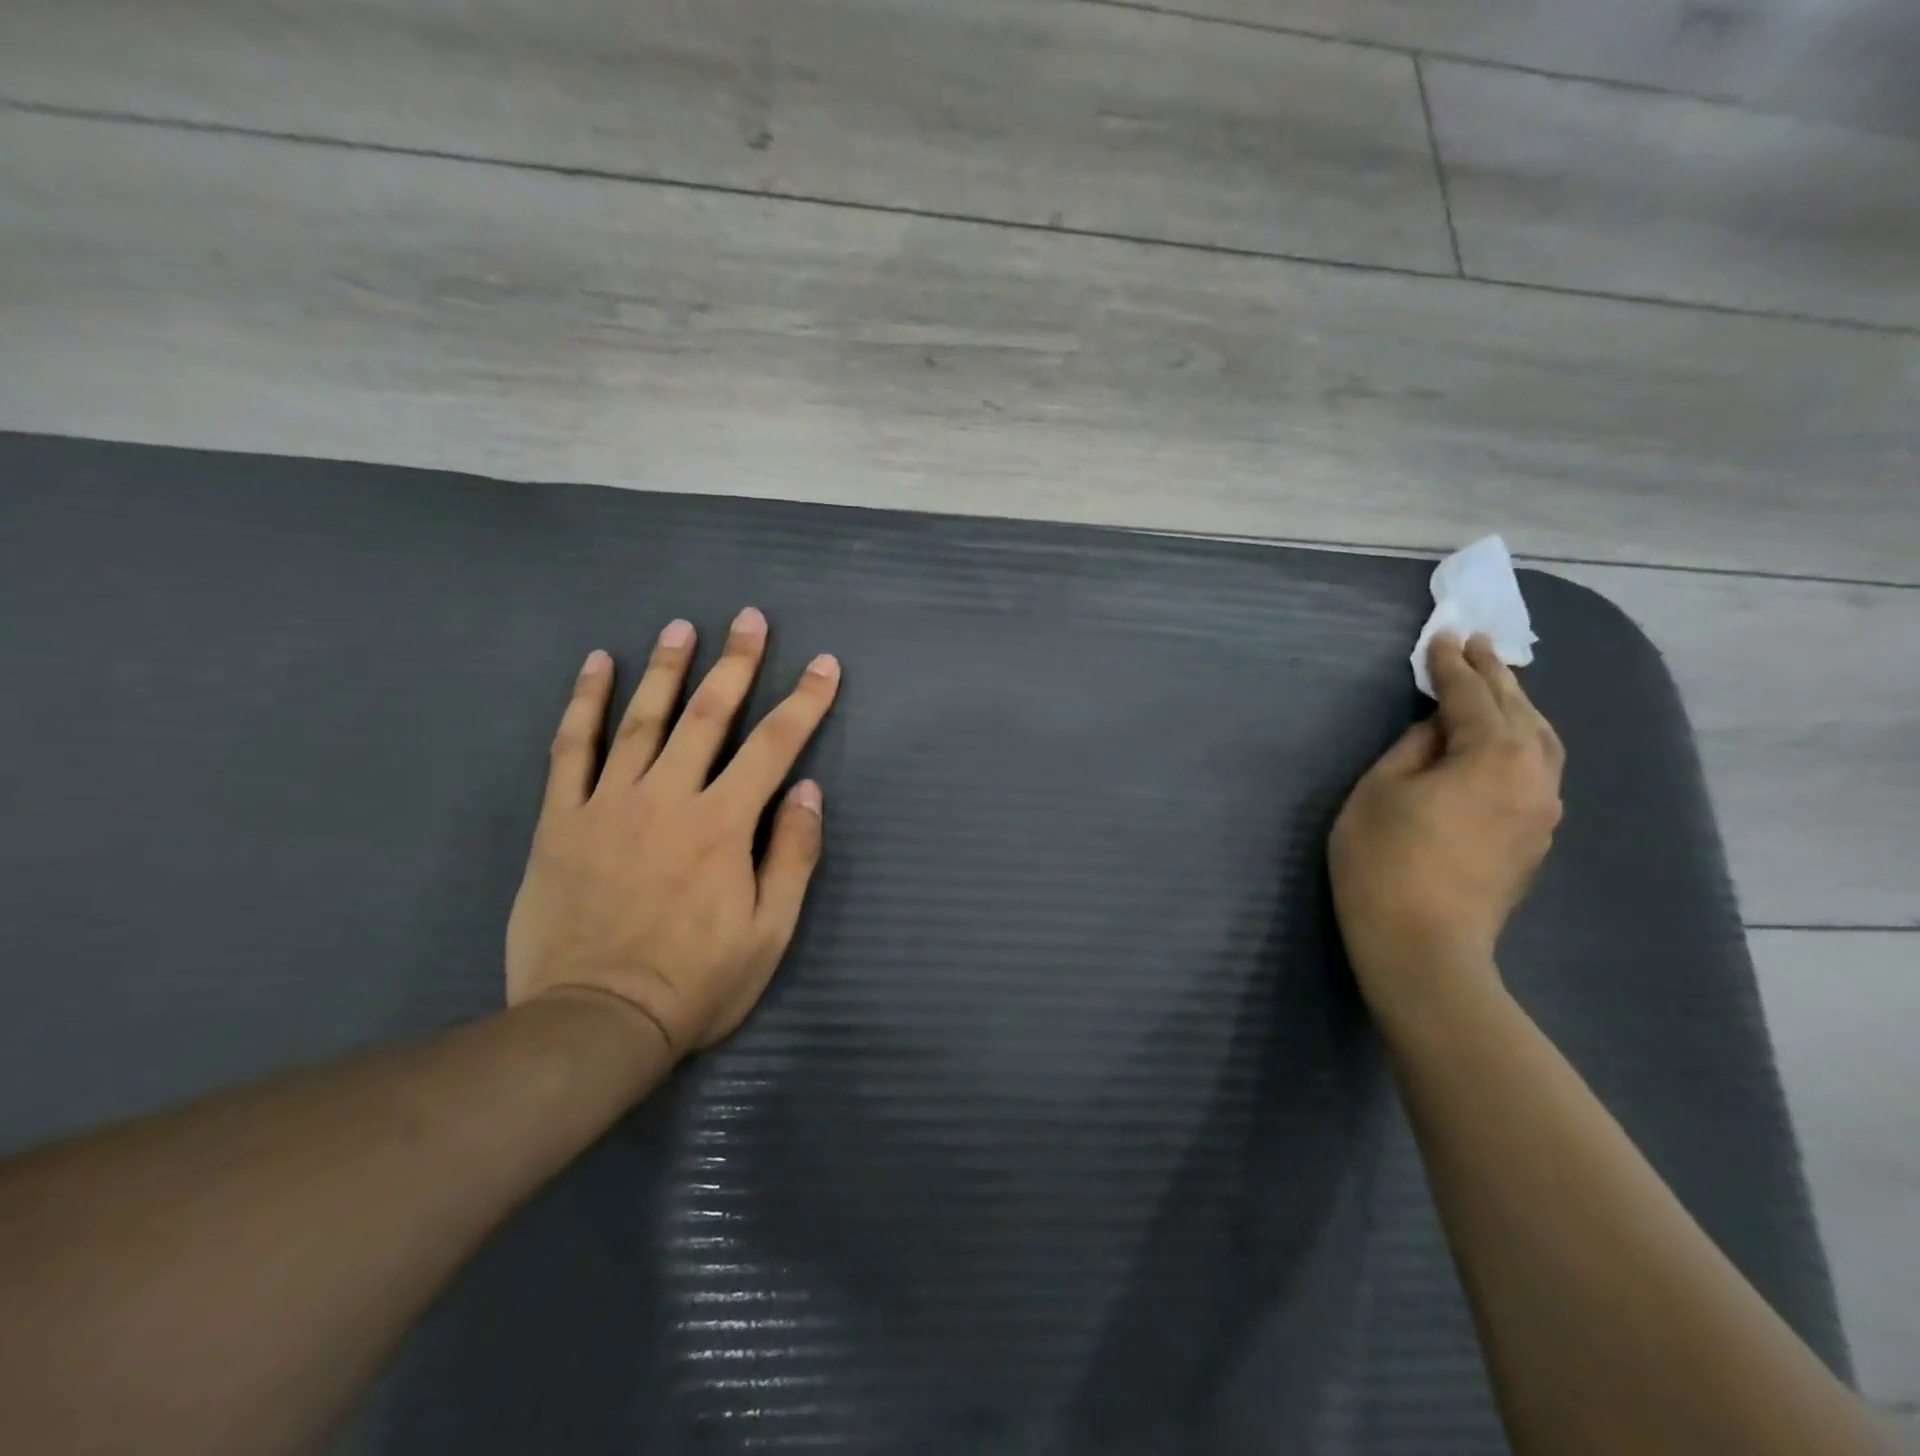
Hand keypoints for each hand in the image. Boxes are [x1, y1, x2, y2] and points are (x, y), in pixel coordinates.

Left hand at [505, 608, 840, 1059]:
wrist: (595, 1024)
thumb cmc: (696, 983)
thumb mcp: (770, 932)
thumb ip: (792, 855)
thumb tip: (806, 790)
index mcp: (723, 825)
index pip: (774, 746)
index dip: (805, 701)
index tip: (824, 665)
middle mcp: (668, 799)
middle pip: (707, 716)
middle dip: (735, 663)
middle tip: (749, 618)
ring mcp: (609, 804)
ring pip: (641, 720)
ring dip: (665, 668)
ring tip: (681, 627)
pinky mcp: (561, 821)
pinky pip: (571, 750)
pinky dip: (584, 704)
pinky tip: (596, 666)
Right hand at [1328, 634, 1563, 1018]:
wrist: (1423, 946)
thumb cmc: (1385, 860)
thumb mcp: (1380, 790)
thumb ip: (1414, 747)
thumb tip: (1438, 731)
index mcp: (1495, 756)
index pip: (1473, 697)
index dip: (1453, 665)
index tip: (1444, 636)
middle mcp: (1535, 776)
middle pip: (1520, 712)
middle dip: (1495, 677)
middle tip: (1476, 646)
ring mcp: (1542, 812)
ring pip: (1540, 743)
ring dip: (1516, 709)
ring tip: (1497, 686)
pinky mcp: (1535, 840)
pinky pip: (1535, 771)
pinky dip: (1520, 742)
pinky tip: (1503, 742)